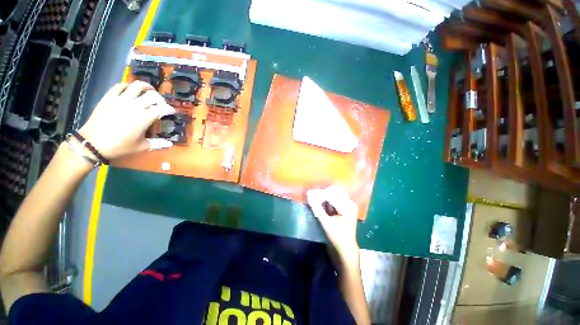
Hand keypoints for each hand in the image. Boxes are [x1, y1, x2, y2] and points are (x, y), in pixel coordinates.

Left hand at [78, 81, 175, 159]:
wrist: (93, 143)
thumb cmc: (119, 146)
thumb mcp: (140, 146)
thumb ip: (156, 143)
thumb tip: (170, 144)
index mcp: (145, 118)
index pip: (162, 109)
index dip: (169, 109)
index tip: (171, 111)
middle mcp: (135, 106)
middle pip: (152, 95)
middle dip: (159, 98)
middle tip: (160, 103)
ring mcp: (121, 100)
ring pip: (137, 86)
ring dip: (145, 87)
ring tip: (148, 91)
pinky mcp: (109, 97)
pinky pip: (120, 86)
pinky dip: (127, 86)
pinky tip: (130, 90)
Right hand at [307, 185, 359, 258]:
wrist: (345, 250)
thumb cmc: (337, 238)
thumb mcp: (326, 223)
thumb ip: (317, 208)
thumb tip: (309, 196)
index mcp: (348, 206)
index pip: (333, 194)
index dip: (320, 193)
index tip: (309, 193)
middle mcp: (350, 203)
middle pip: (334, 192)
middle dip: (322, 193)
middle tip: (311, 195)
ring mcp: (348, 205)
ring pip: (334, 194)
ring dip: (323, 195)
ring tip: (313, 198)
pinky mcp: (344, 208)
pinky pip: (334, 199)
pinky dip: (326, 199)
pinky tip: (319, 202)